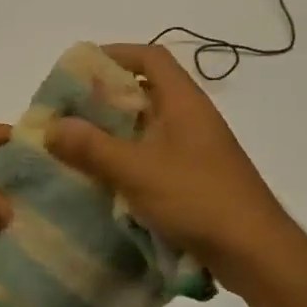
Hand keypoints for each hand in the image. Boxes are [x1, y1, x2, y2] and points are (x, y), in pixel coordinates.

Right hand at [45, 43, 304, 291]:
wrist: (254, 251)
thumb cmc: (197, 197)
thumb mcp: (135, 170)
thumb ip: (91, 146)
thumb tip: (52, 126)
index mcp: (184, 102)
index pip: (151, 58)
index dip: (116, 54)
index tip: (80, 68)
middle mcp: (191, 118)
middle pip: (145, 92)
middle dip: (104, 98)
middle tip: (68, 111)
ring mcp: (195, 150)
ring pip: (147, 127)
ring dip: (113, 132)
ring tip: (75, 144)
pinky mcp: (194, 178)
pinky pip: (152, 156)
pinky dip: (126, 159)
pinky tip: (102, 178)